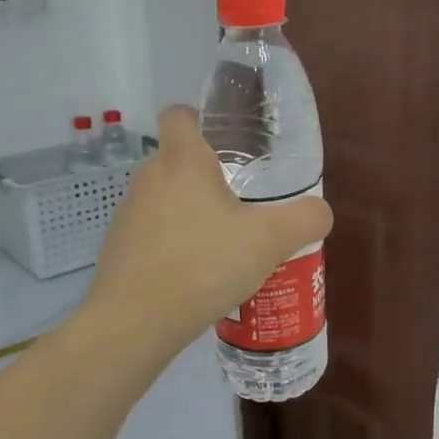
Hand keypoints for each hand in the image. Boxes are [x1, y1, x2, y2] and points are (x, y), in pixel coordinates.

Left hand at [84, 106, 333, 357]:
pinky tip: (196, 277)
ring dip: (190, 214)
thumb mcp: (269, 241)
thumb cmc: (204, 265)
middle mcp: (149, 178)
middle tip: (242, 202)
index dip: (199, 119)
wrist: (134, 323)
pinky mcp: (117, 250)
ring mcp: (127, 214)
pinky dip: (172, 246)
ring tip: (223, 246)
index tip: (227, 142)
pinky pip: (151, 235)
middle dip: (207, 177)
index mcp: (183, 161)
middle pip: (177, 161)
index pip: (179, 115)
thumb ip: (304, 219)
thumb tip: (321, 211)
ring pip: (164, 200)